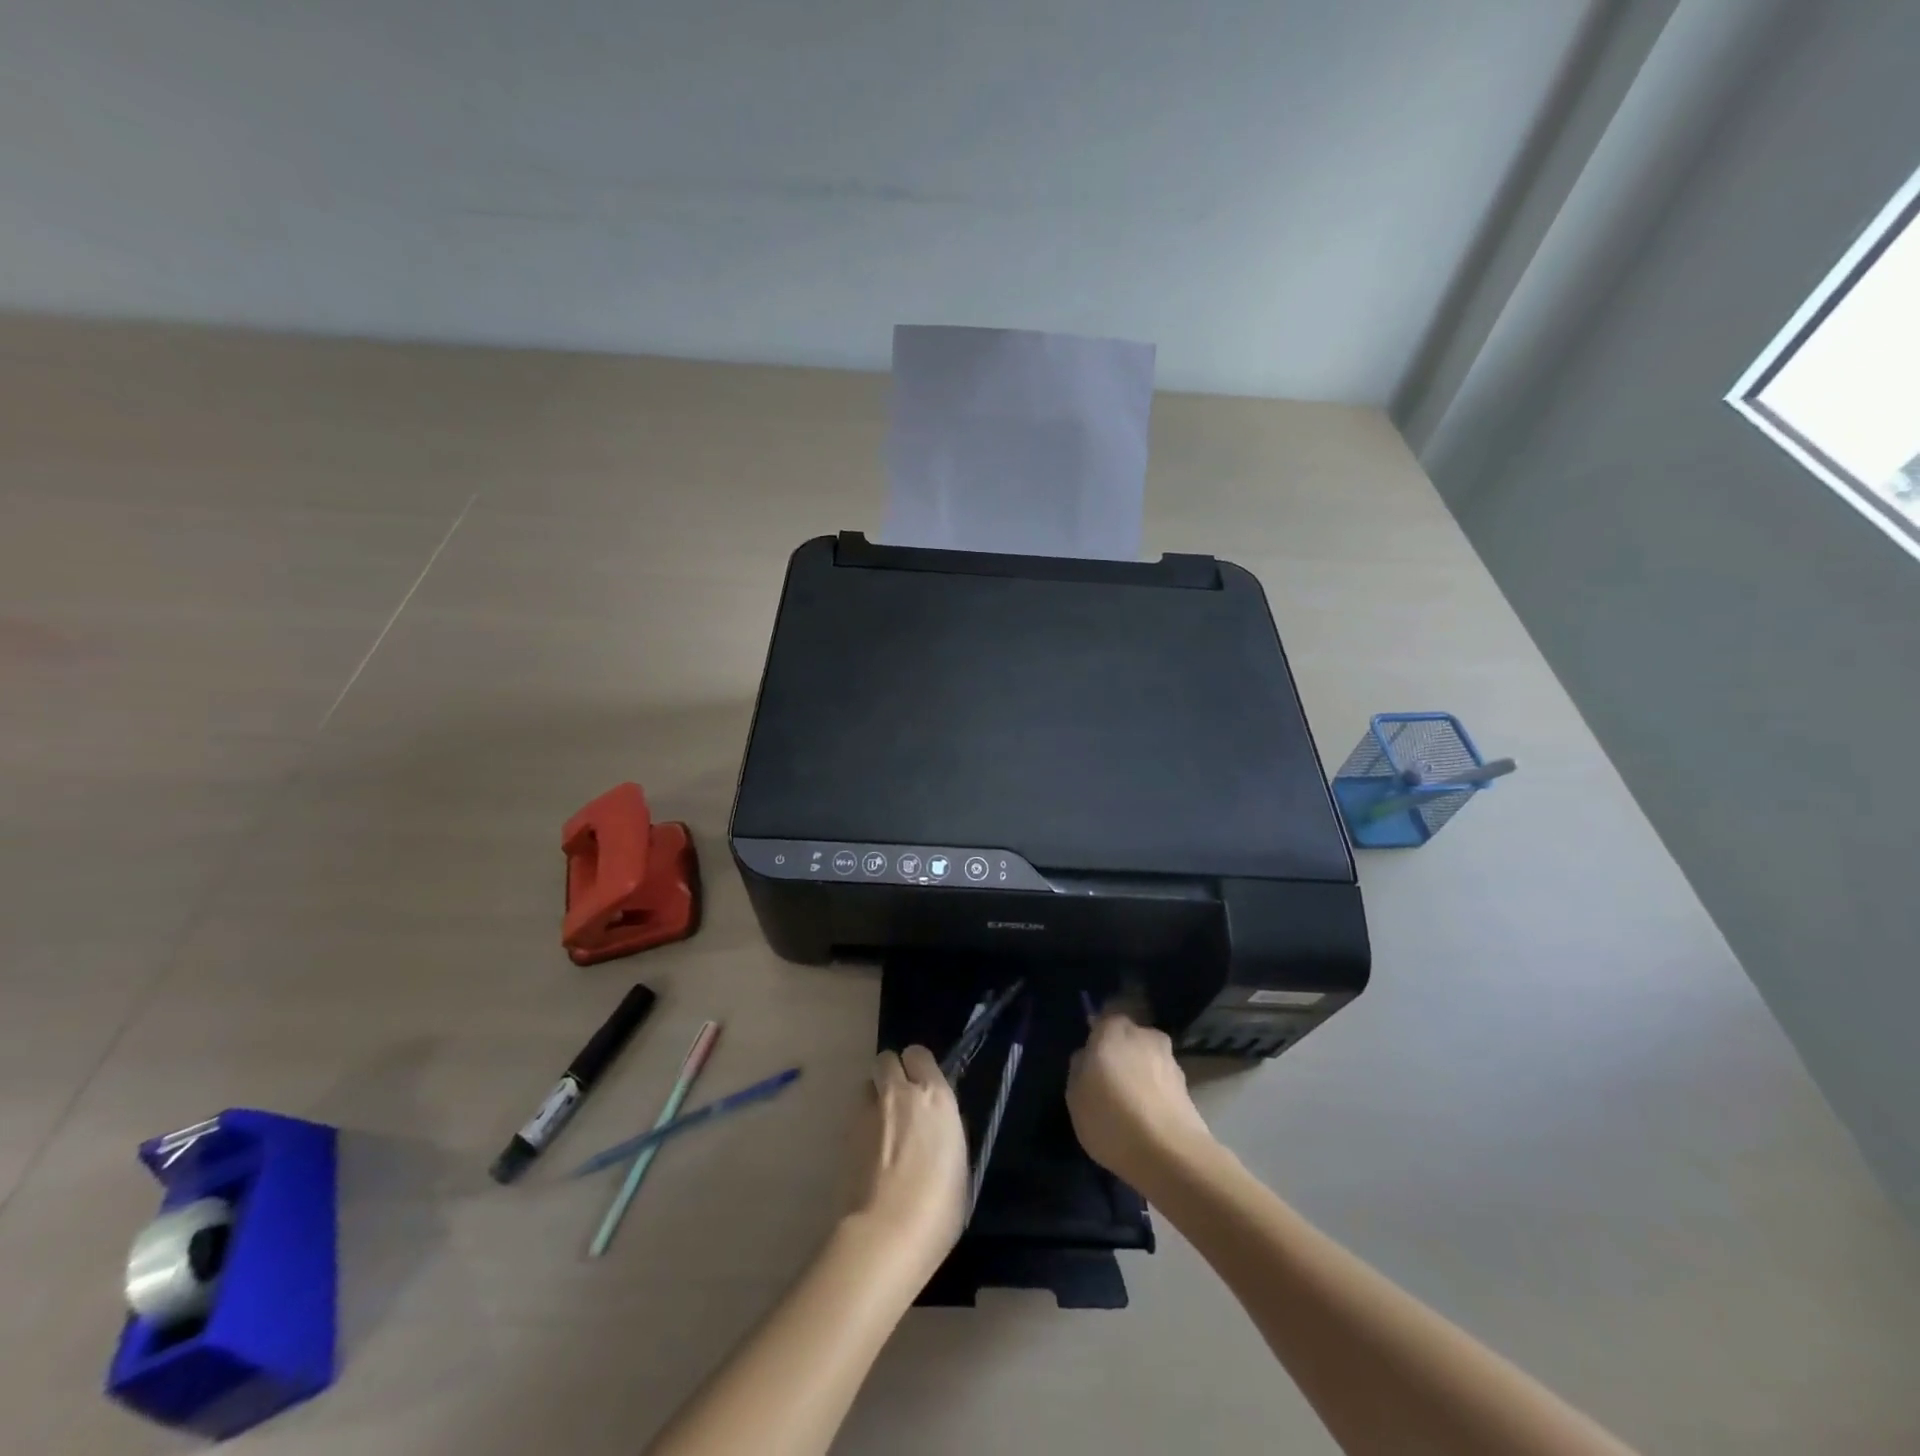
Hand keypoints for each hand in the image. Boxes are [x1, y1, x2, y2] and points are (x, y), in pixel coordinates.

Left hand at [846, 1046, 967, 1277]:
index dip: (918, 1067)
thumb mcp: (959, 1163)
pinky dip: (862, 1127)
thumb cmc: (938, 1206)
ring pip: (867, 1086)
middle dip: (891, 1073)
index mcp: (935, 1096)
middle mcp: (900, 1093)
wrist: (887, 1233)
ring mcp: (868, 1112)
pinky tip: (868, 1155)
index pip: (919, 1055)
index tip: (923, 1086)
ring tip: (881, 1129)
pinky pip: (855, 1116)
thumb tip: (936, 1124)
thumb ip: (946, 1132)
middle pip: (886, 1059)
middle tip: (899, 1100)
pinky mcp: (844, 1134)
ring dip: (874, 1099)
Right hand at [1068, 1011, 1215, 1187]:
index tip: (1091, 1062)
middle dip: (1122, 1054)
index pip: (1103, 1021)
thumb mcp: (1075, 1096)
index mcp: (1113, 1030)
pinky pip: (1163, 1084)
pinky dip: (1156, 1095)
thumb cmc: (1111, 1118)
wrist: (1170, 1154)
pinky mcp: (1188, 1088)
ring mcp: (1170, 1060)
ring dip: (1141, 1075)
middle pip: (1129, 1039)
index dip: (1097, 1040)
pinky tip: (1148, 1120)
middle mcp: (1145, 1036)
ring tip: (1131, 1107)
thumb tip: (1087, 1058)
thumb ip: (1079, 1068)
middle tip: (1109, 1083)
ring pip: (1149, 1061)